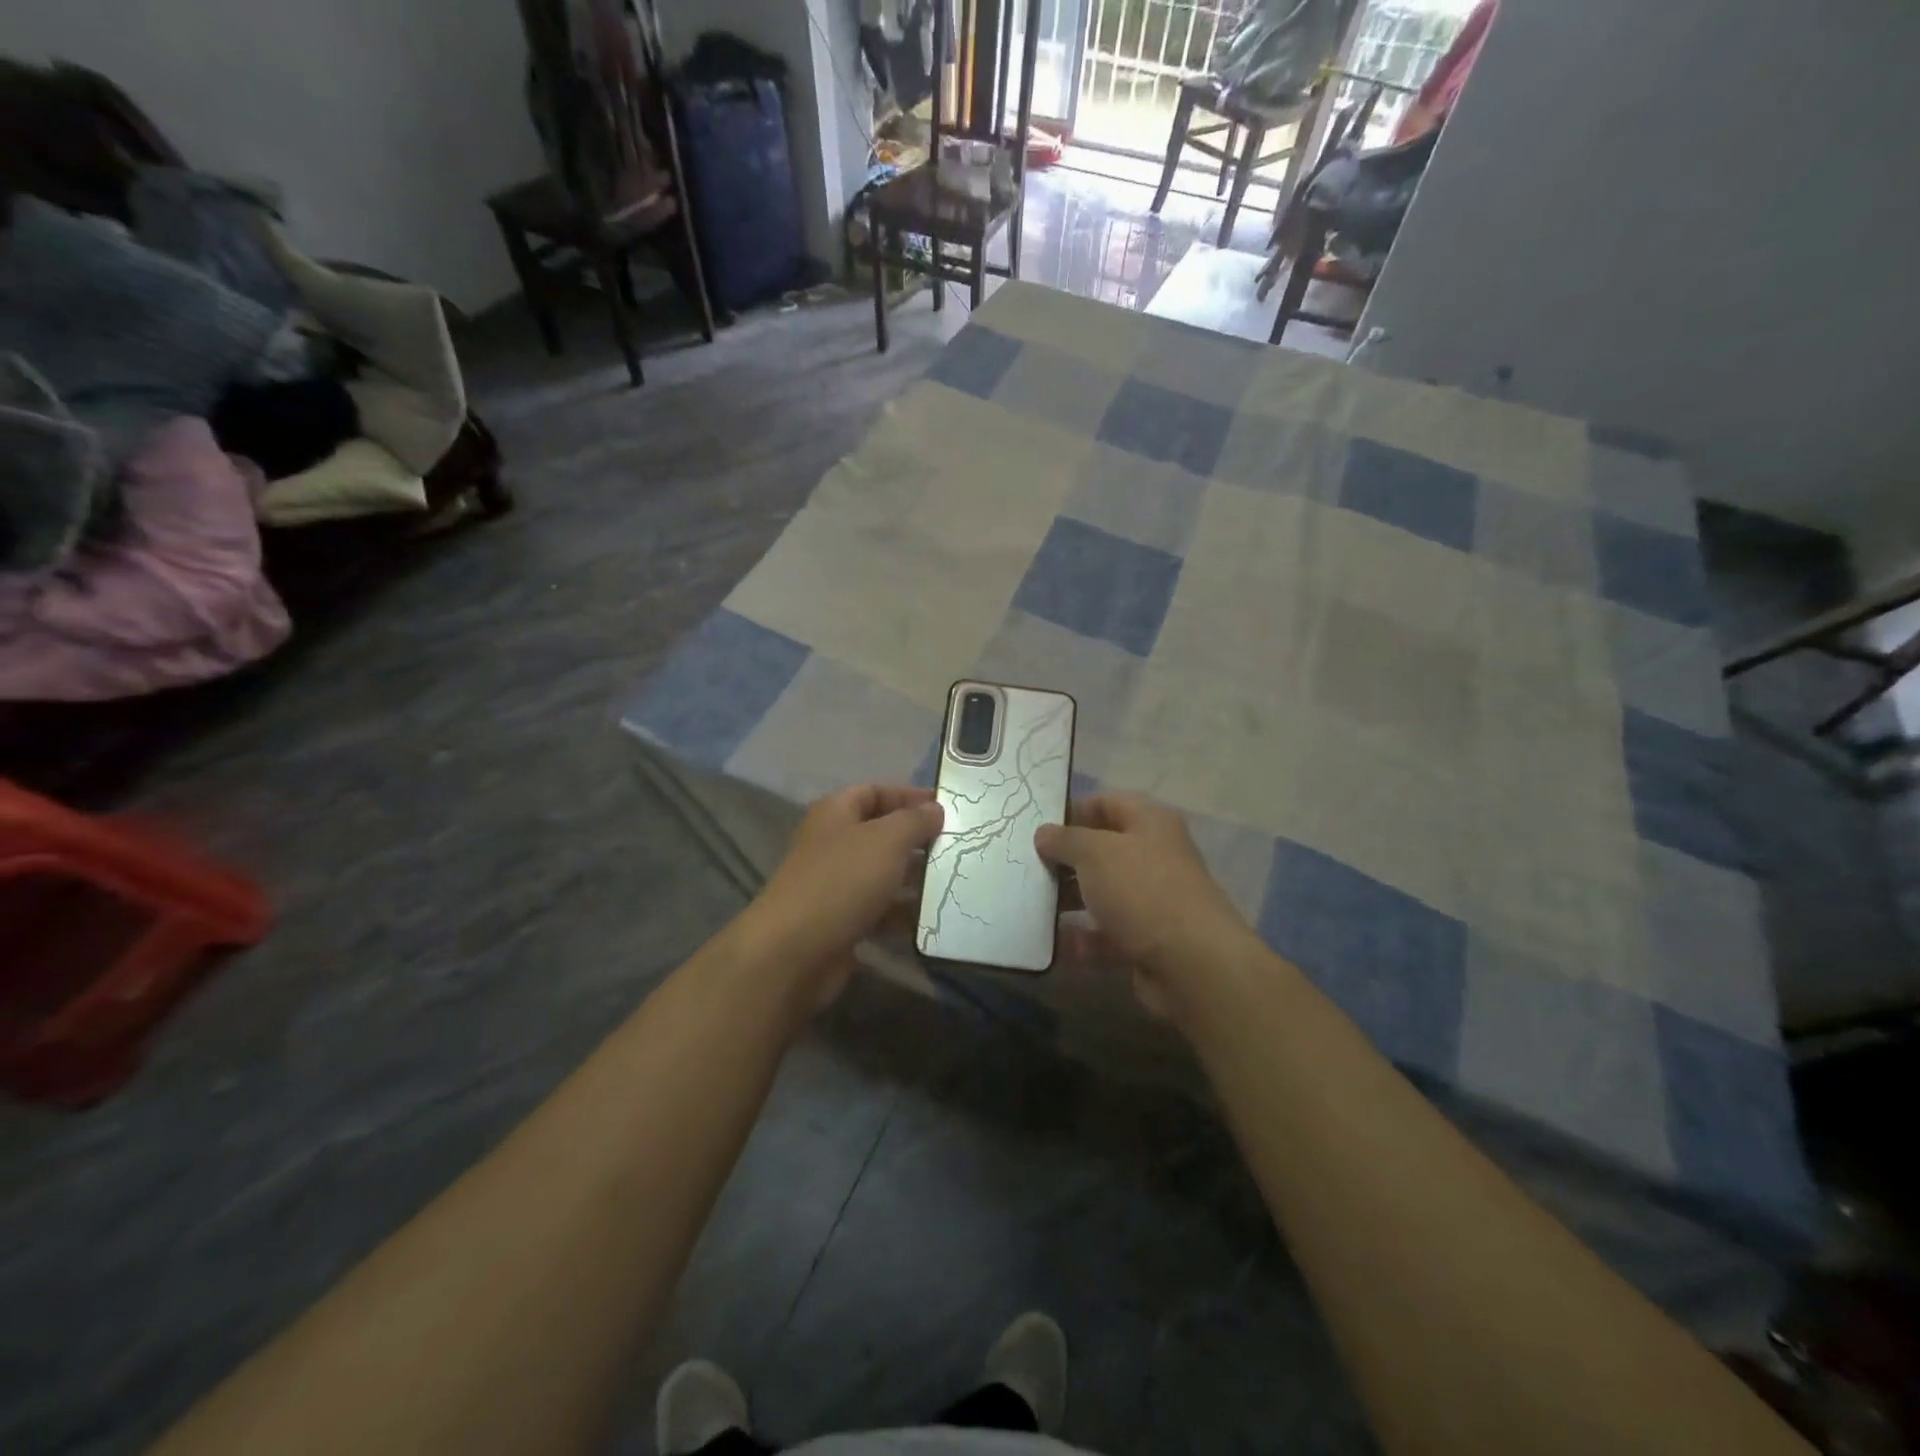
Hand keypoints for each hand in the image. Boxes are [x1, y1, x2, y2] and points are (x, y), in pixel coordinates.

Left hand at [738, 784, 942, 1008]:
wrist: (794, 952)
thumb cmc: (842, 881)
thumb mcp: (887, 840)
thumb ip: (915, 820)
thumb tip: (935, 809)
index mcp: (836, 813)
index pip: (876, 791)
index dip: (910, 795)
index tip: (947, 807)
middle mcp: (833, 843)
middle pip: (882, 832)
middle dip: (918, 839)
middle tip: (958, 846)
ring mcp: (835, 884)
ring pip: (883, 873)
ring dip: (915, 877)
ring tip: (954, 881)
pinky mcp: (841, 920)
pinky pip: (880, 908)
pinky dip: (903, 911)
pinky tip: (933, 917)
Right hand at [1036, 794, 1256, 1020]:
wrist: (1191, 964)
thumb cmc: (1141, 890)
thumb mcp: (1095, 852)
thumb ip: (1064, 839)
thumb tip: (1044, 833)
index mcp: (1150, 823)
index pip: (1106, 803)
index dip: (1071, 811)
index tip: (1035, 826)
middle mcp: (1153, 857)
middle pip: (1101, 851)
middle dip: (1064, 860)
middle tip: (1024, 867)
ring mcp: (1151, 901)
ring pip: (1101, 894)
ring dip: (1067, 901)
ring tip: (1029, 905)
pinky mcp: (1145, 941)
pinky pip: (1104, 935)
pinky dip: (1081, 940)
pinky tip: (1050, 944)